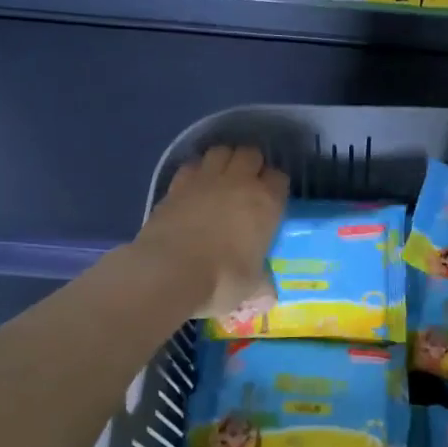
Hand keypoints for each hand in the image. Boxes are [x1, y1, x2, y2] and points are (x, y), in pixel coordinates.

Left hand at [134, 146, 287, 317]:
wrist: (168, 272)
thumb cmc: (220, 280)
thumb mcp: (251, 287)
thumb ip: (262, 284)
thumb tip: (269, 295)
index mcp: (266, 203)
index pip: (279, 178)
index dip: (276, 187)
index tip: (271, 201)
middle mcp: (239, 182)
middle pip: (251, 154)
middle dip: (251, 165)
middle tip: (247, 185)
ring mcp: (206, 179)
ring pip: (221, 151)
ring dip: (225, 160)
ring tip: (222, 178)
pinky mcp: (177, 184)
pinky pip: (192, 165)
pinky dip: (196, 171)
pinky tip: (195, 187)